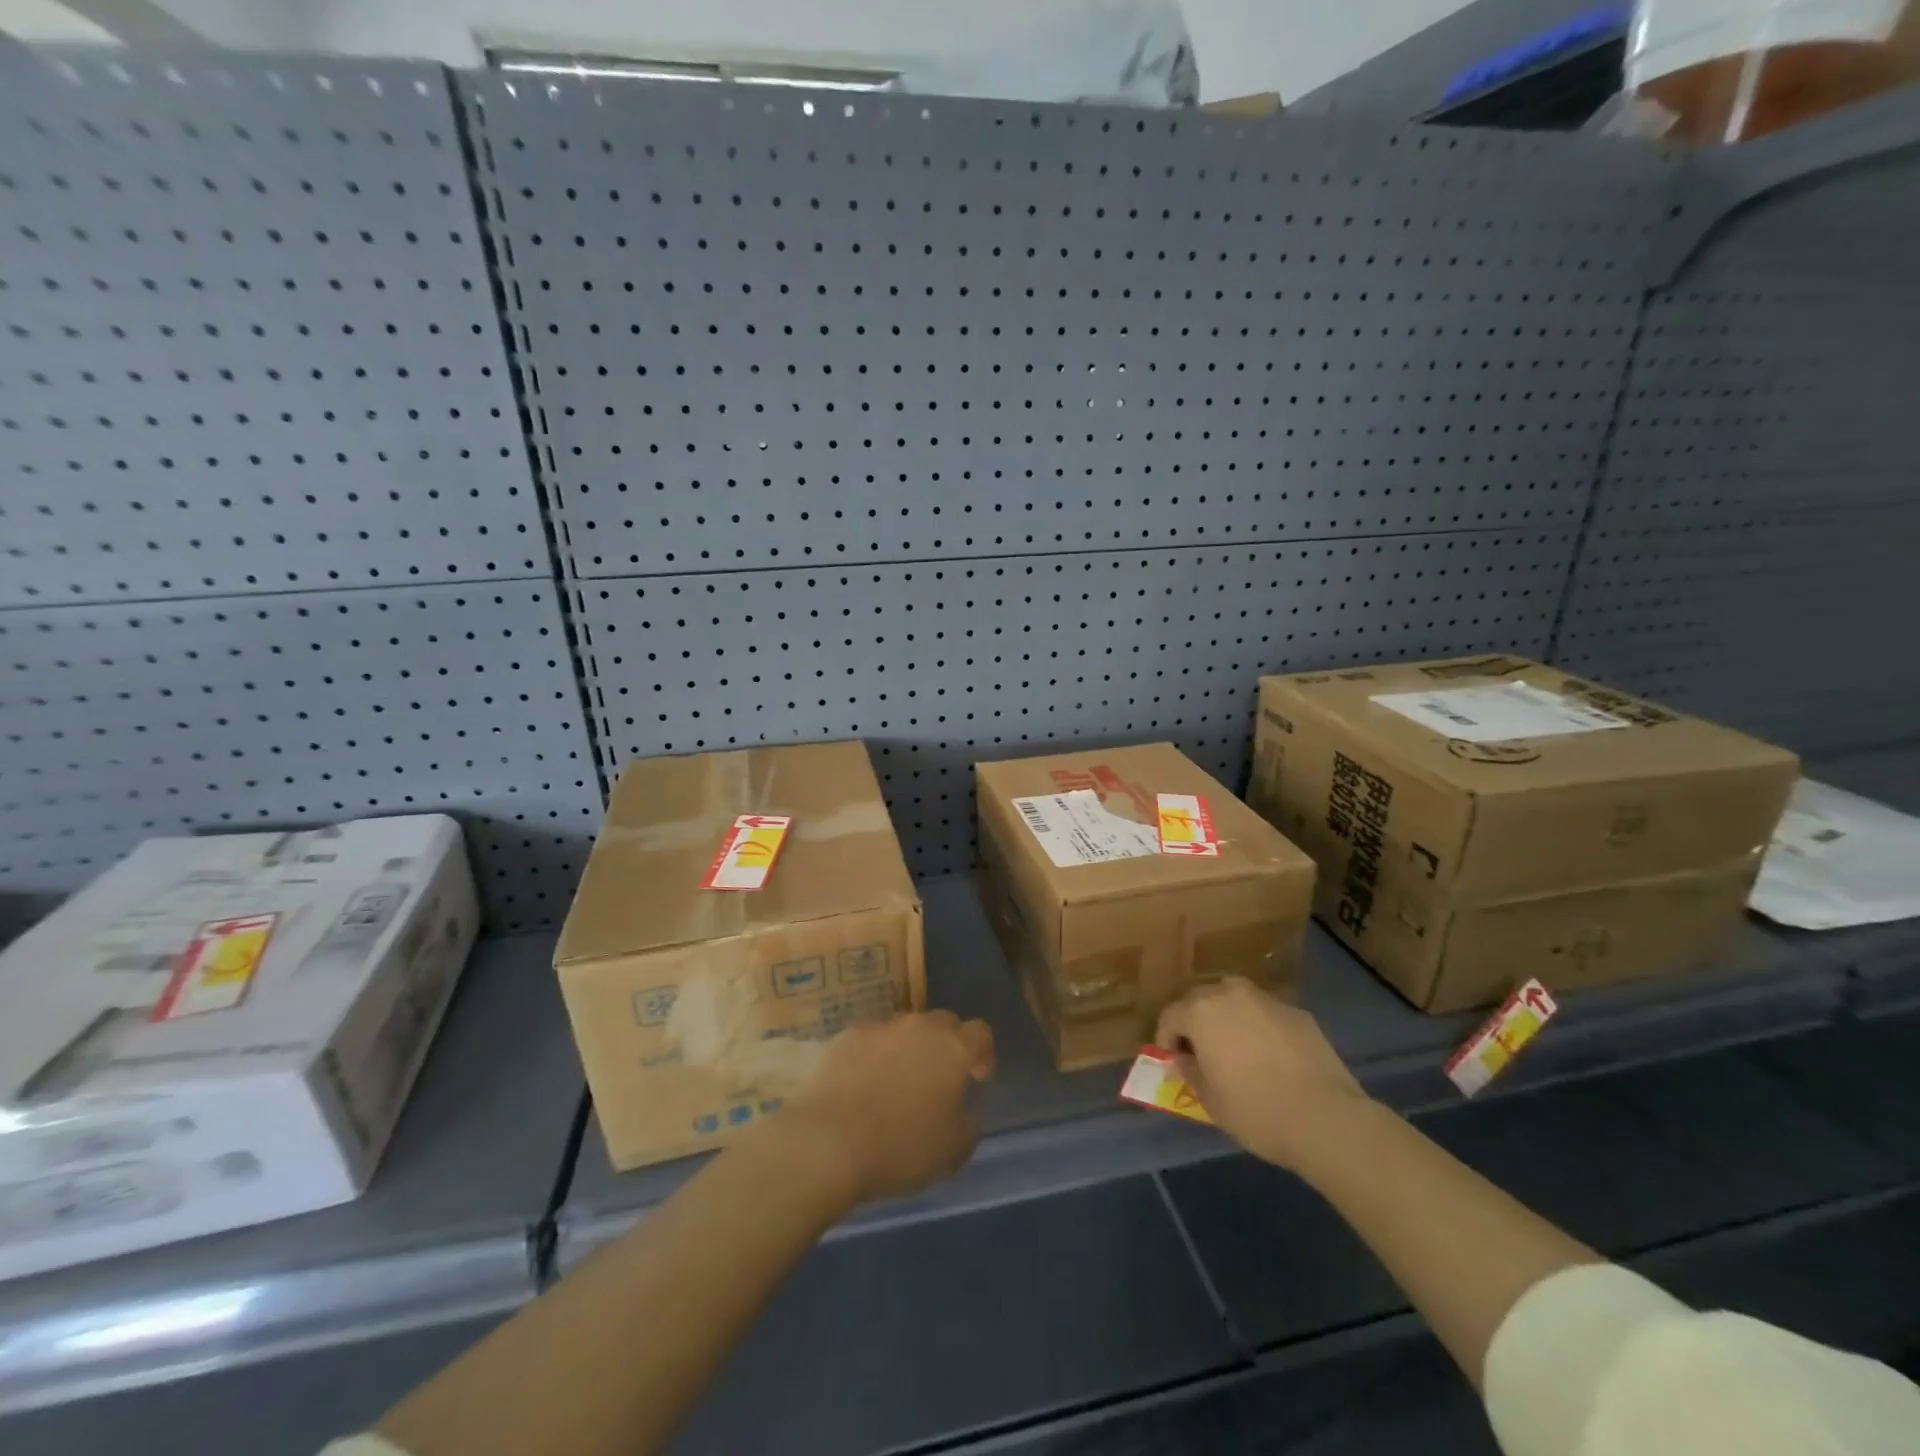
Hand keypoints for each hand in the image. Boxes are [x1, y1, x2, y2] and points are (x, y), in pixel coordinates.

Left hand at [783, 1011, 995, 1203]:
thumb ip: (968, 1125)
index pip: (980, 1032)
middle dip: (947, 1045)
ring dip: (909, 1048)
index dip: (983, 1053)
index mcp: (952, 1049)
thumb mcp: (952, 1152)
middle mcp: (919, 1027)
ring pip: (905, 1029)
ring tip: (897, 1082)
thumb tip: (966, 1112)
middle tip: (939, 1078)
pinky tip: (862, 1083)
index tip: (977, 1078)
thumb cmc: (900, 1147)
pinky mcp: (846, 1036)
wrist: (829, 1140)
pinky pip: (870, 1039)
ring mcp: (880, 1027)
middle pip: (943, 1022)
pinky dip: (873, 1055)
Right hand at [1155, 978, 1369, 1171]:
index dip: (1166, 1039)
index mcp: (1201, 1011)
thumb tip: (1184, 1058)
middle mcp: (1230, 993)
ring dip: (1228, 1018)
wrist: (1326, 1118)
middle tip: (1201, 1051)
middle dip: (1195, 1022)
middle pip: (1201, 999)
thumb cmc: (1255, 1110)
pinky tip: (1271, 1057)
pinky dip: (1260, 1027)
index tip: (1172, 1061)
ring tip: (1235, 1049)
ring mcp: (1267, 1000)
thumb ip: (1189, 1071)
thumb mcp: (1209, 1100)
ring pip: (1235, 1000)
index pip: (1170, 1015)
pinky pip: (1266, 1015)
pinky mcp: (1298, 1013)